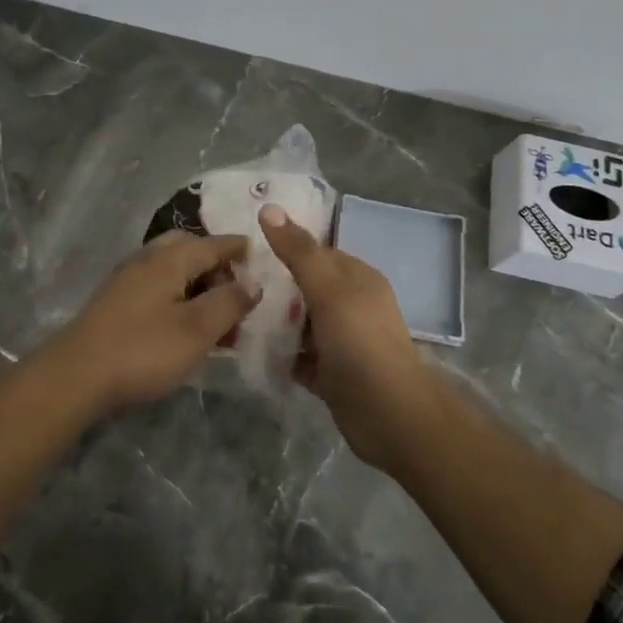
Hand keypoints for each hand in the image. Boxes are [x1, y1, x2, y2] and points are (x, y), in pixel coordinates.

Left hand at [41, 232, 261, 411]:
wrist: (76, 375)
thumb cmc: (144, 349)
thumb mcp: (197, 329)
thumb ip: (229, 302)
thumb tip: (252, 281)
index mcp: (170, 259)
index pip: (213, 244)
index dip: (238, 248)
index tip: (259, 252)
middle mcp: (147, 259)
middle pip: (188, 248)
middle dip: (214, 263)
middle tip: (235, 289)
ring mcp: (127, 279)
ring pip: (171, 269)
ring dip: (197, 283)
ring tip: (216, 315)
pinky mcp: (115, 302)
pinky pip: (157, 286)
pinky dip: (178, 295)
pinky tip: (184, 323)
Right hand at [259, 203, 439, 469]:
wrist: (389, 415)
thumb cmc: (360, 342)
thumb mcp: (328, 289)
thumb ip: (298, 251)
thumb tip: (268, 207)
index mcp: (358, 279)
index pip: (318, 253)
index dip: (286, 248)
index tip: (246, 250)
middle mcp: (352, 306)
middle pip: (307, 288)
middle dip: (275, 287)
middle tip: (233, 284)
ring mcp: (343, 341)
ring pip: (302, 323)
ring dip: (274, 321)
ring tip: (235, 315)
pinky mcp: (332, 373)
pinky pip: (299, 356)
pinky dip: (280, 353)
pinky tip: (251, 350)